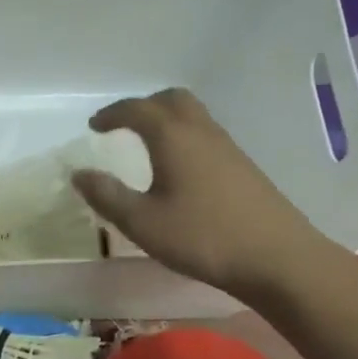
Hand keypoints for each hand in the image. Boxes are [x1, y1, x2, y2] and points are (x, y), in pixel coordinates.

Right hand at [71, 88, 335, 297]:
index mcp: (173, 137)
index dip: (112, 114)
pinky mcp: (244, 167)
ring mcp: (228, 148)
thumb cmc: (203, 238)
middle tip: (124, 125)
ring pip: (193, 115)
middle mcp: (201, 132)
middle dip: (144, 106)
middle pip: (171, 100)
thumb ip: (107, 196)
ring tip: (149, 145)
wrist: (278, 258)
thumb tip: (79, 174)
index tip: (94, 126)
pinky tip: (181, 169)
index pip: (137, 109)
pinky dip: (185, 137)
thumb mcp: (143, 223)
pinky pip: (207, 135)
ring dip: (167, 120)